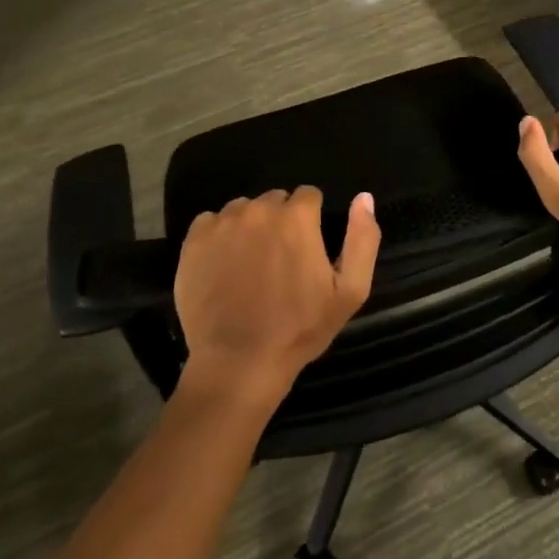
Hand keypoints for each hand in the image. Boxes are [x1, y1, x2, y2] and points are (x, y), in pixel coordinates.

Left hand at [173, 187, 379, 407]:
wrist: (239, 362)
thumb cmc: (300, 328)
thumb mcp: (351, 291)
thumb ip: (363, 239)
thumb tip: (363, 198)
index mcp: (297, 217)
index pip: (309, 196)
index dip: (311, 220)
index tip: (307, 248)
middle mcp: (259, 210)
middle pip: (275, 200)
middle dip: (281, 221)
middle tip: (279, 260)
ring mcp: (223, 224)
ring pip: (243, 210)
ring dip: (250, 227)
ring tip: (250, 264)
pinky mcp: (194, 241)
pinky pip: (210, 222)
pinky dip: (219, 237)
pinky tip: (224, 265)